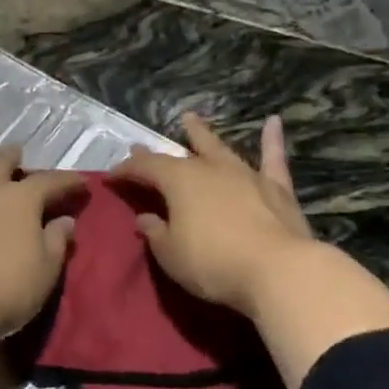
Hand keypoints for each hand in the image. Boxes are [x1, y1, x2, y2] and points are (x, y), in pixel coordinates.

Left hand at [0, 142, 82, 388]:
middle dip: (12, 155)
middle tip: (17, 151)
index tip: (81, 183)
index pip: (50, 182)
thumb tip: (64, 221)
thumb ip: (56, 242)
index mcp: (21, 199)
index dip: (67, 181)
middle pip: (0, 162)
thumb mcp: (44, 272)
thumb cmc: (3, 290)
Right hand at [117, 112, 388, 388]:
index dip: (125, 170)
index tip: (110, 176)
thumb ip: (156, 232)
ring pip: (219, 148)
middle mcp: (210, 169)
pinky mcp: (276, 188)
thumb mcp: (171, 254)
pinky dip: (272, 140)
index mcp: (179, 181)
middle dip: (157, 152)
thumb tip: (145, 217)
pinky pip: (273, 158)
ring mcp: (245, 174)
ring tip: (190, 118)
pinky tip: (274, 122)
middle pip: (179, 155)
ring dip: (202, 134)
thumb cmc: (213, 263)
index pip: (144, 168)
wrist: (278, 270)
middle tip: (140, 143)